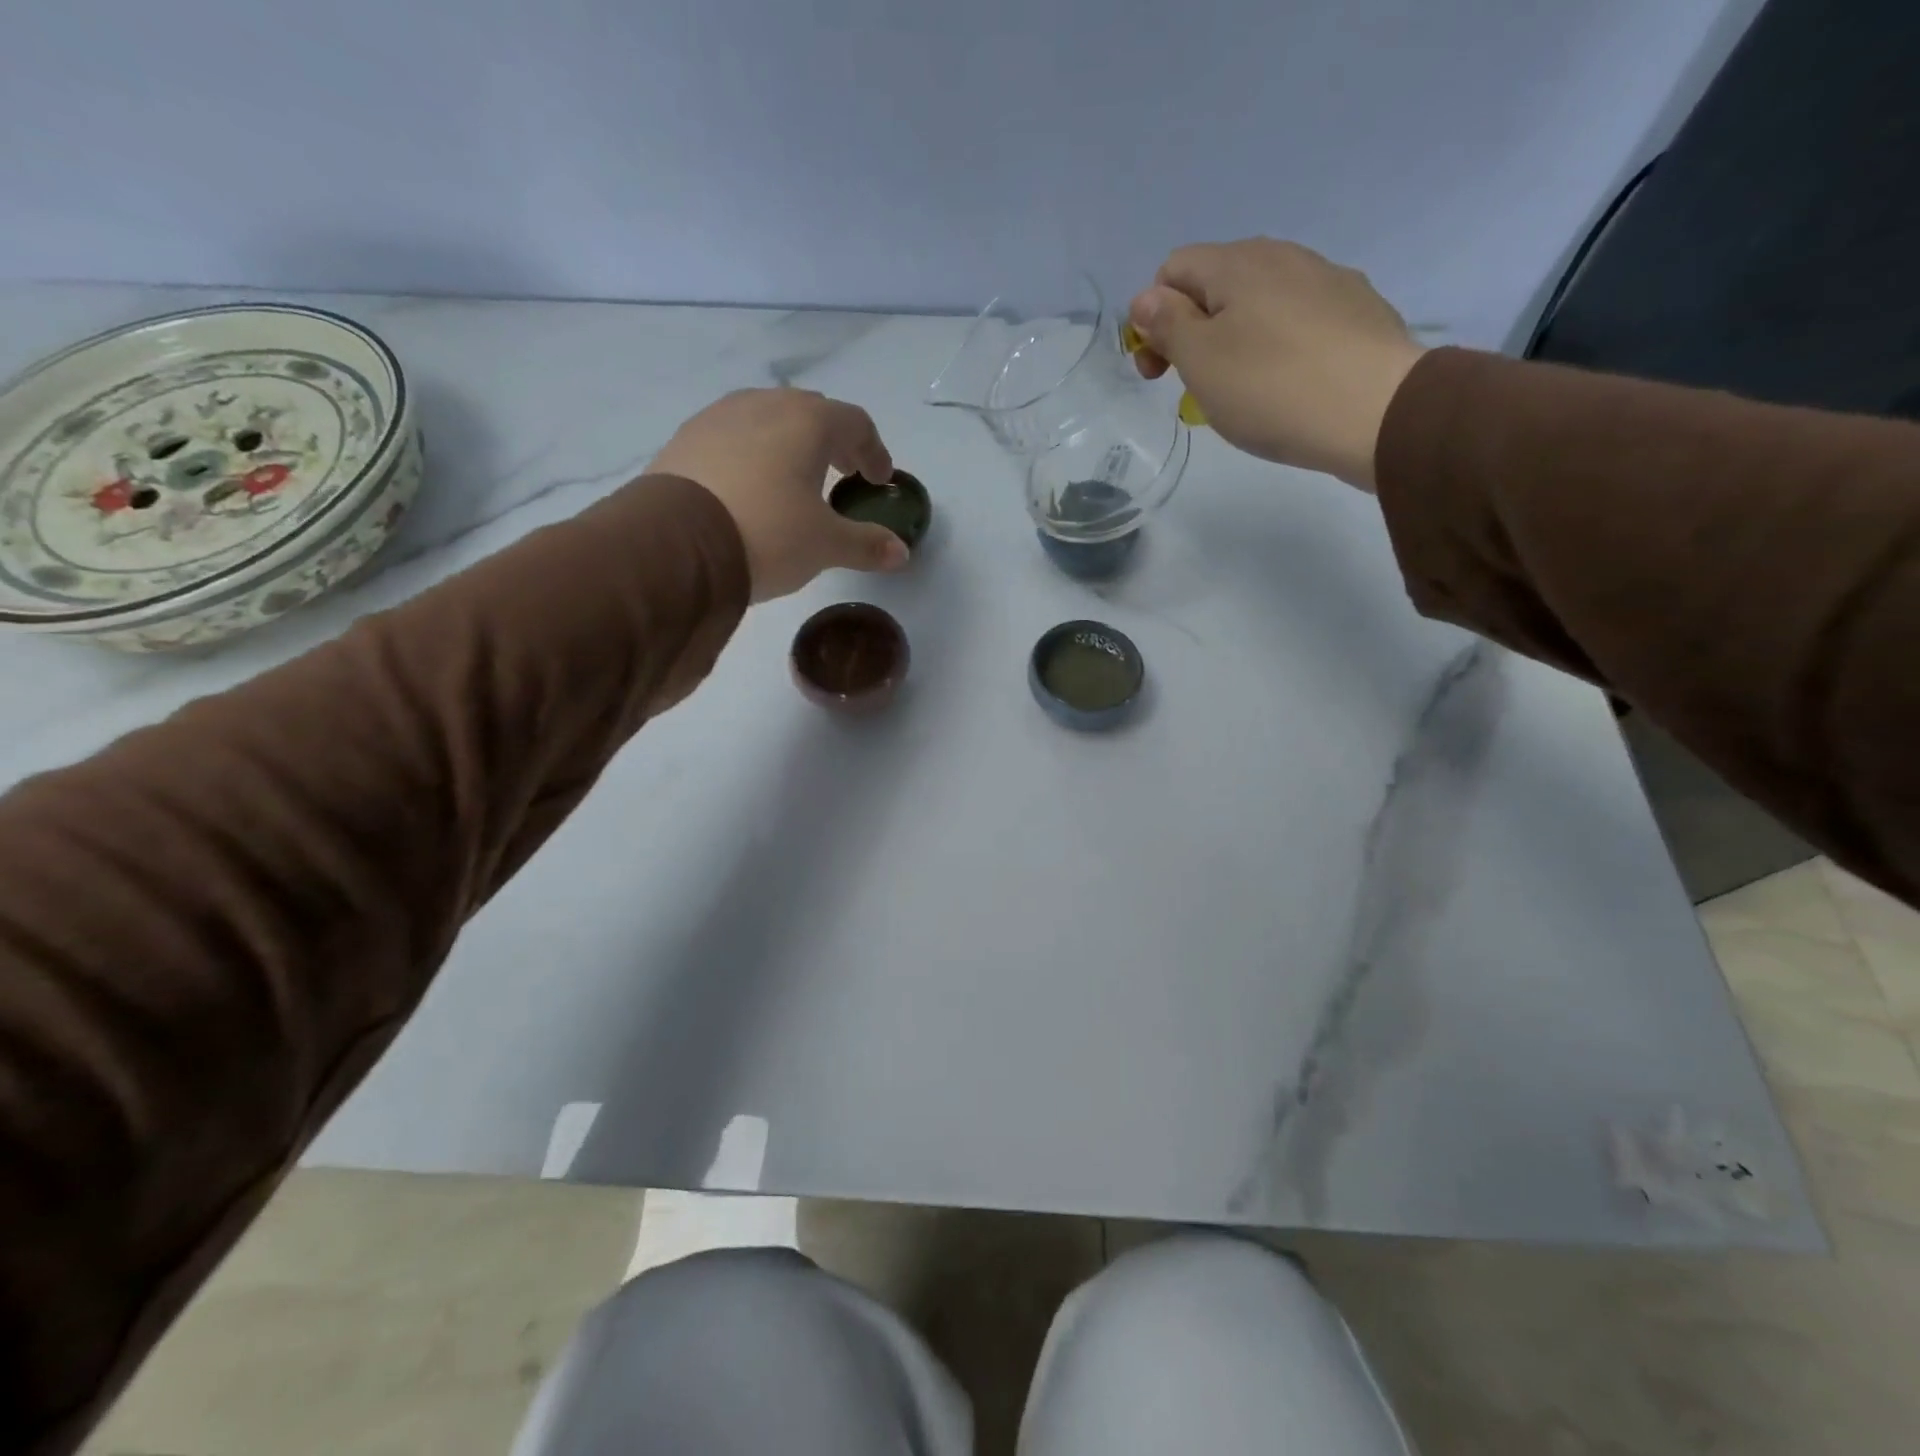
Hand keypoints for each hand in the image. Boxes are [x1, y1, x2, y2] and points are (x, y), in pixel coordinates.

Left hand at [649, 389, 908, 601]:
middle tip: (841, 473)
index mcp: (808, 422)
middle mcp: (765, 405)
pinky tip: (749, 485)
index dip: (874, 452)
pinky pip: (733, 435)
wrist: (675, 544)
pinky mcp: (687, 438)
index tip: (877, 480)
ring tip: (794, 478)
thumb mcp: (825, 545)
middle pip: (812, 413)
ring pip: (768, 418)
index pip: (856, 423)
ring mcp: (720, 416)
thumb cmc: (767, 533)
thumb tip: (902, 553)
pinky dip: (753, 452)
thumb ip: (867, 545)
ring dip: (790, 443)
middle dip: (833, 442)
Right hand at [1127, 239, 1425, 489]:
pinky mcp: (1357, 310)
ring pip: (1259, 302)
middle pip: (1216, 283)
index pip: (1172, 269)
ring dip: (1235, 339)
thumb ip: (1167, 324)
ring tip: (1242, 390)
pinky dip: (1277, 346)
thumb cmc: (1271, 388)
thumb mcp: (1200, 361)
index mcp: (1237, 263)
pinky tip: (1287, 384)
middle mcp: (1283, 256)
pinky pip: (1298, 320)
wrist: (1376, 411)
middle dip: (1192, 329)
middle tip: (1194, 384)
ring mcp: (1326, 279)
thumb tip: (1147, 299)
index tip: (1158, 370)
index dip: (1152, 317)